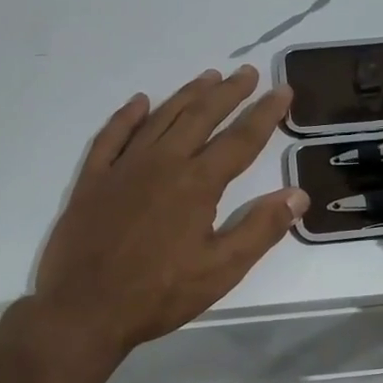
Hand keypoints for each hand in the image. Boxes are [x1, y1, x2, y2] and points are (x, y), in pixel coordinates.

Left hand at [32, 66, 307, 358]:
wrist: (83, 310)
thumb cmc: (159, 294)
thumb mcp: (221, 270)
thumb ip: (261, 229)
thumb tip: (298, 194)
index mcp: (197, 183)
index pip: (241, 139)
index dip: (265, 113)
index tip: (282, 90)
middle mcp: (162, 163)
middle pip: (201, 116)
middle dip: (228, 92)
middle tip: (247, 72)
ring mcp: (123, 167)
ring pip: (161, 118)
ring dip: (187, 94)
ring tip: (208, 76)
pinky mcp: (93, 179)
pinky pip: (112, 136)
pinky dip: (127, 116)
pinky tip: (139, 102)